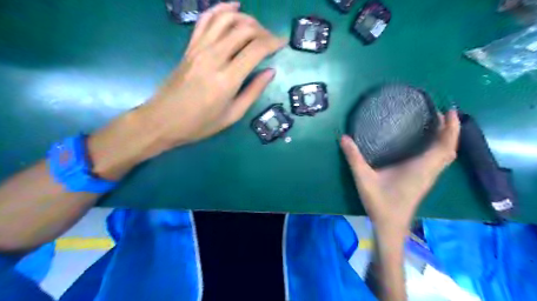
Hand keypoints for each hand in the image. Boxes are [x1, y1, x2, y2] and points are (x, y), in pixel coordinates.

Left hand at [88, 2, 287, 178]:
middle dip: (263, 31)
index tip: (282, 43)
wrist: (163, 120)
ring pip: (226, 19)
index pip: (256, 49)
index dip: (273, 42)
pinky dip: (221, 9)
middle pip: (243, 29)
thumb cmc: (200, 124)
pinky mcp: (190, 47)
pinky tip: (233, 7)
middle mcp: (214, 58)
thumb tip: (270, 71)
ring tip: (256, 27)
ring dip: (245, 18)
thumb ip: (253, 91)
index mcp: (227, 79)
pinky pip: (206, 20)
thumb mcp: (233, 115)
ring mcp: (199, 49)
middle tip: (271, 40)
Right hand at [342, 109, 459, 235]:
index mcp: (419, 169)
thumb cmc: (380, 203)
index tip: (449, 110)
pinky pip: (439, 161)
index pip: (443, 147)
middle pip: (449, 149)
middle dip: (450, 130)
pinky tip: (427, 144)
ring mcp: (428, 177)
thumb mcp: (364, 179)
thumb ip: (354, 158)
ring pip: (445, 156)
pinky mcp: (424, 181)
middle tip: (440, 112)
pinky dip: (440, 148)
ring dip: (447, 139)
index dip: (450, 128)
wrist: (391, 226)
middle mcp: (429, 172)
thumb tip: (344, 137)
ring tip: (437, 124)